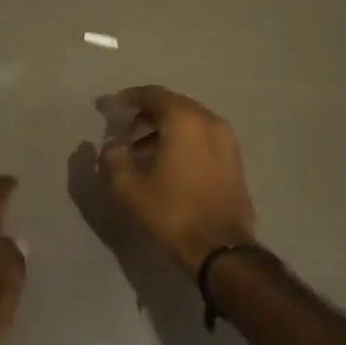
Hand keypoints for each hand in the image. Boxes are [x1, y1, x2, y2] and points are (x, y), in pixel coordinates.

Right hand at [97, 86, 256, 276]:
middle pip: (172, 105)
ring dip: (164, 129)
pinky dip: (183, 141)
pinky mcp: (234, 159)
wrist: (221, 249)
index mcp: (184, 119)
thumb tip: (111, 145)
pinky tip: (167, 164)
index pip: (152, 94)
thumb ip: (112, 158)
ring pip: (189, 122)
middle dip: (146, 115)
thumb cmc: (172, 212)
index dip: (129, 99)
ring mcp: (227, 139)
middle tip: (124, 131)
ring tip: (141, 152)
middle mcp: (209, 120)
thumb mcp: (129, 187)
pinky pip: (202, 137)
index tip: (111, 109)